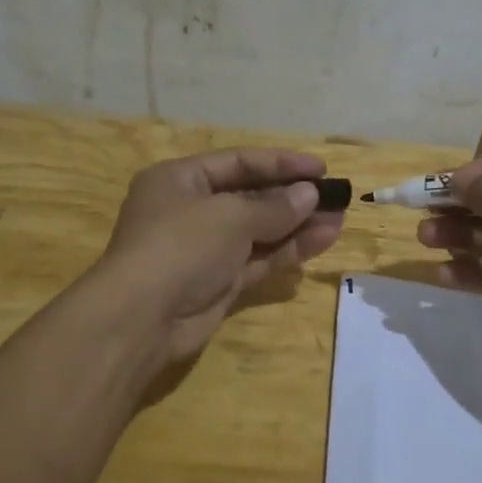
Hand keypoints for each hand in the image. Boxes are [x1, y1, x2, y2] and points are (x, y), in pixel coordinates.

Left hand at [94, 148, 344, 365]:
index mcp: (179, 180)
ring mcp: (205, 250)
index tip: (320, 168)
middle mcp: (191, 211)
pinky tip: (323, 240)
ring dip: (297, 224)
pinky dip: (288, 250)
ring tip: (340, 218)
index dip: (280, 163)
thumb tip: (309, 194)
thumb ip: (274, 206)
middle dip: (293, 196)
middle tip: (336, 196)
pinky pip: (258, 260)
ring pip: (258, 231)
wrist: (142, 319)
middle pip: (250, 197)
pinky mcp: (218, 283)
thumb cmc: (180, 246)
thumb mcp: (230, 216)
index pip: (237, 162)